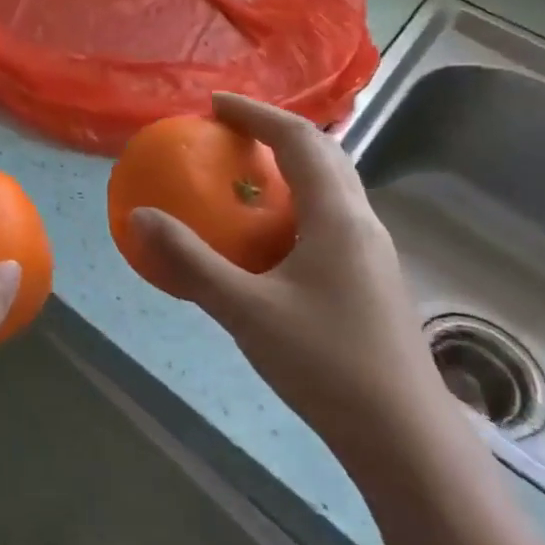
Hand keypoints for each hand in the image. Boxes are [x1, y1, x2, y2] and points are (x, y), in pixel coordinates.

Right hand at [128, 93, 457, 478]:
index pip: (298, 140)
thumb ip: (190, 261)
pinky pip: (332, 217)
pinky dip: (298, 201)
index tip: (214, 104)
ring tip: (247, 172)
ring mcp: (373, 253)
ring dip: (292, 165)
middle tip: (230, 131)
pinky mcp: (372, 280)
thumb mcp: (246, 310)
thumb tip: (139, 216)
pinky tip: (271, 236)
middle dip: (276, 131)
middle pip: (324, 154)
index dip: (256, 114)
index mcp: (338, 217)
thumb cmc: (326, 364)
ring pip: (333, 186)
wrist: (405, 440)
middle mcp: (362, 223)